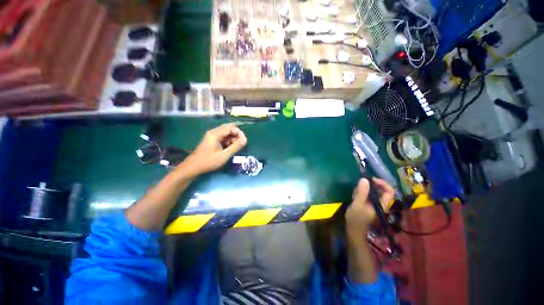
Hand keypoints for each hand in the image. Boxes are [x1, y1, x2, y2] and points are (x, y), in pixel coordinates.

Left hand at [181, 123, 246, 176]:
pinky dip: (228, 141)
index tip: (244, 141)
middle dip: (237, 135)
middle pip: (229, 128)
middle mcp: (214, 132)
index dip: (239, 133)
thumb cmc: (208, 161)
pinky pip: (223, 137)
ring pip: (227, 133)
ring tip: (235, 148)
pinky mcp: (212, 140)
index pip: (231, 127)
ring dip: (233, 139)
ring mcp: (212, 136)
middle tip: (240, 144)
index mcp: (215, 134)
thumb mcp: (224, 155)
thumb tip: (245, 139)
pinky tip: (230, 149)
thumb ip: (236, 147)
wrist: (193, 167)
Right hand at [345, 178, 394, 233]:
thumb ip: (361, 192)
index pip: (389, 191)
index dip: (383, 183)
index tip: (371, 179)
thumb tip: (364, 179)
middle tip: (361, 183)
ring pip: (373, 192)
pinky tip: (354, 195)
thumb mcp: (357, 204)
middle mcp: (380, 204)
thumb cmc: (356, 218)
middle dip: (371, 185)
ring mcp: (374, 205)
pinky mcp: (368, 205)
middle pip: (381, 190)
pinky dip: (362, 192)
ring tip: (355, 192)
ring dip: (365, 189)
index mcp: (382, 205)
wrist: (353, 230)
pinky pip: (368, 195)